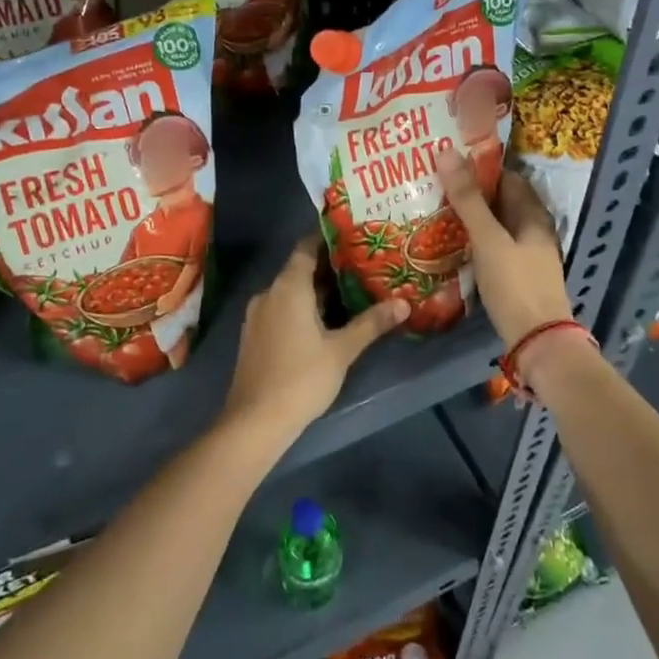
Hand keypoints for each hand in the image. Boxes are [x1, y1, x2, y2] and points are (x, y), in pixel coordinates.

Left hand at [222, 235, 407, 443]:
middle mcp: (269, 293)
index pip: (306, 247)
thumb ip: (371, 323)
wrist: (255, 421)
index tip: (354, 237)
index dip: (328, 239)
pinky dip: (303, 308)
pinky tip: (326, 322)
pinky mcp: (255, 335)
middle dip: (329, 268)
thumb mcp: (342, 350)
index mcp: (288, 286)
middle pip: (300, 269)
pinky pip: (282, 309)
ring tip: (352, 293)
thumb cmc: (302, 378)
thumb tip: (404, 303)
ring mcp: (258, 315)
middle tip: (364, 266)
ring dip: (317, 291)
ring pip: (291, 291)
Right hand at [437, 148, 573, 348]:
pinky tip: (449, 243)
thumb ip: (468, 200)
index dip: (479, 167)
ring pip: (494, 226)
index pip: (506, 178)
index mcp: (533, 215)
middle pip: (499, 202)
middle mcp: (532, 230)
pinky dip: (472, 241)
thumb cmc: (516, 285)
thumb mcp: (489, 239)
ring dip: (469, 218)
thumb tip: (446, 151)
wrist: (537, 342)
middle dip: (470, 192)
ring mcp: (524, 255)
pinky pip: (491, 248)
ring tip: (433, 209)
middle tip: (432, 184)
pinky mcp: (514, 276)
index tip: (447, 160)